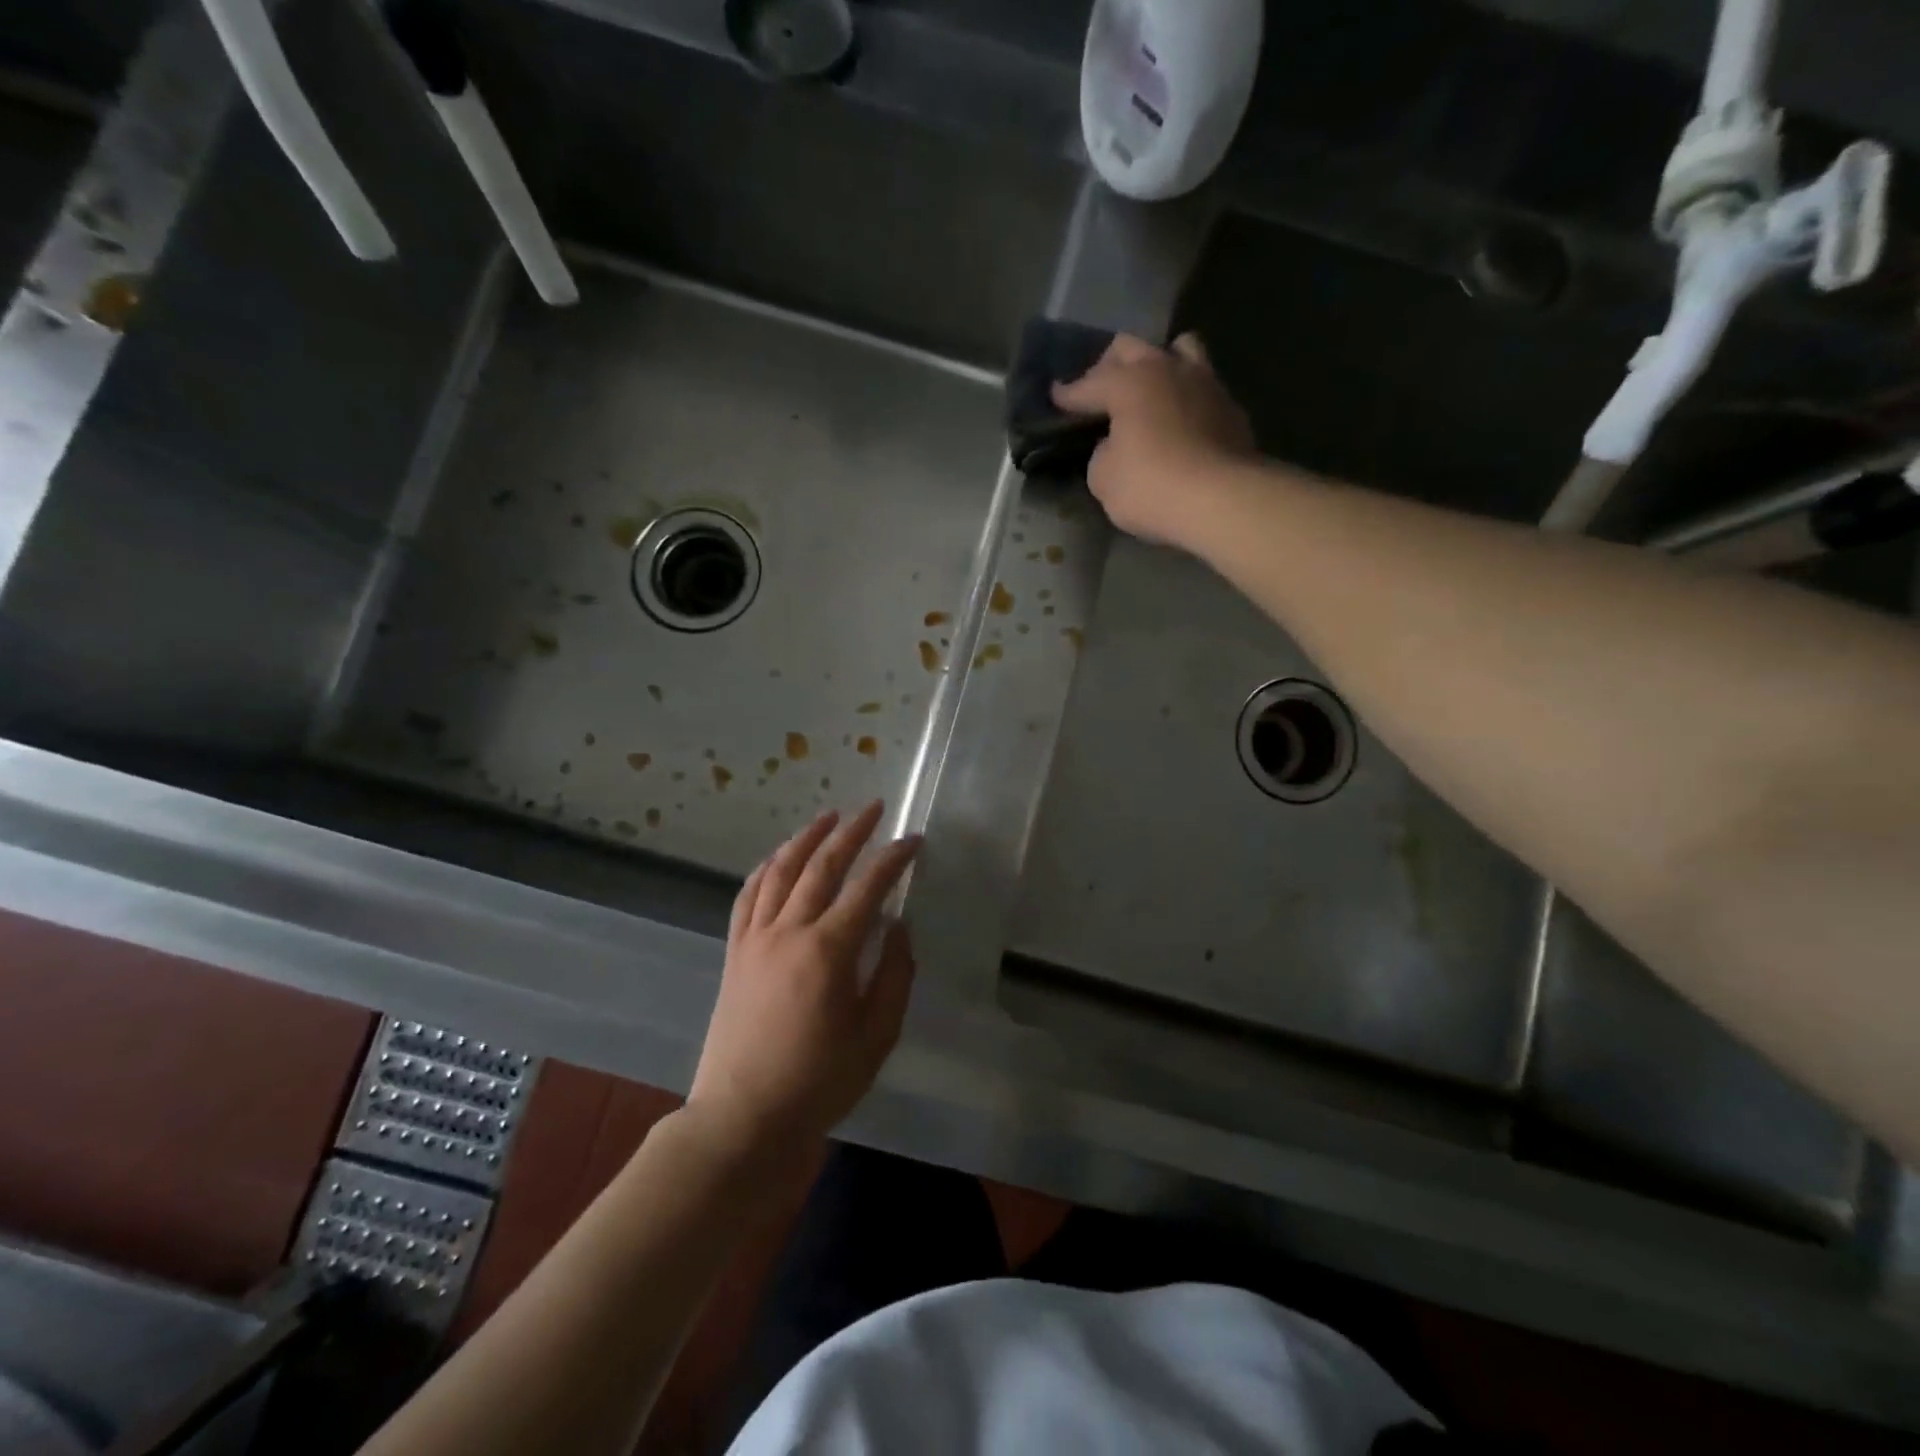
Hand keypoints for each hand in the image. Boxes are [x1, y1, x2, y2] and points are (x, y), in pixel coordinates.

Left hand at [687, 803, 920, 1153]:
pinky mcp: (735, 953)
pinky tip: (778, 859)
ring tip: (828, 818)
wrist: (743, 1118)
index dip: (893, 859)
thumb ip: (894, 976)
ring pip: (781, 871)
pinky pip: (749, 897)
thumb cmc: (818, 1081)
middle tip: (873, 808)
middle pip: (822, 865)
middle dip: (852, 832)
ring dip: (806, 838)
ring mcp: (755, 939)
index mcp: (829, 951)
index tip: (913, 840)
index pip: (867, 887)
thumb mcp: (876, 1036)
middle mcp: (789, 932)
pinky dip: (766, 869)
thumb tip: (898, 927)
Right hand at [1051, 332, 1256, 548]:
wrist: (1222, 500)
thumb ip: (1102, 453)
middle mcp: (1167, 369)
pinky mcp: (1231, 408)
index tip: (1055, 396)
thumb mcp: (1103, 479)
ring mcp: (1205, 383)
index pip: (1089, 384)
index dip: (1068, 394)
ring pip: (1179, 349)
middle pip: (1132, 348)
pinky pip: (1202, 386)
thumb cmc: (1151, 487)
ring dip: (1158, 363)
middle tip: (1099, 389)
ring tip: (1149, 388)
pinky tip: (1179, 418)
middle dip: (1109, 365)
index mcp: (1129, 382)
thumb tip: (1114, 445)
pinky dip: (1185, 396)